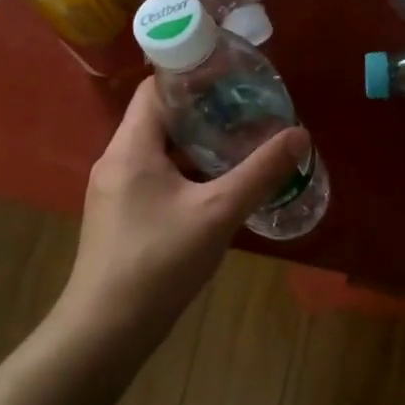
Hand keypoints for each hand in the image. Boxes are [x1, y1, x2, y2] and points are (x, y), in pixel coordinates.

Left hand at [60, 77, 309, 347]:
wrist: (106, 329)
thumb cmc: (158, 261)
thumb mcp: (218, 212)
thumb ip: (260, 172)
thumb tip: (299, 135)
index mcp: (131, 146)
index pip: (155, 87)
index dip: (192, 74)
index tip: (232, 74)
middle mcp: (116, 159)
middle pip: (159, 115)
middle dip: (203, 108)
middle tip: (247, 107)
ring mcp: (115, 189)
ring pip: (158, 148)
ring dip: (196, 142)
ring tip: (240, 139)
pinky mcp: (120, 215)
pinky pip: (155, 175)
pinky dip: (185, 169)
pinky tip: (217, 184)